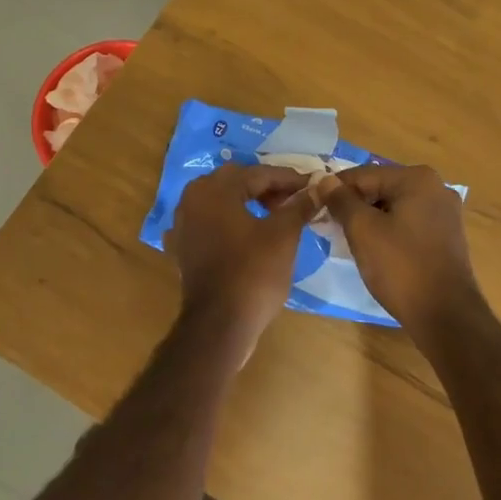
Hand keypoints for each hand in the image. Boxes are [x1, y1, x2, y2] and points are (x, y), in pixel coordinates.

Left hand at [166, 164, 323, 351]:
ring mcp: (182, 225)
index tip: (312, 185)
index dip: (289, 179)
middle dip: (266, 188)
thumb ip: (299, 206)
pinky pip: (207, 224)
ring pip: (219, 202)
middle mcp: (192, 199)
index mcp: (216, 189)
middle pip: (235, 182)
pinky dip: (226, 224)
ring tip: (273, 216)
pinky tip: (240, 234)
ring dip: (246, 203)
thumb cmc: (253, 273)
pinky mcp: (181, 249)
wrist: (219, 326)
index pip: (259, 173)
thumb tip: (319, 187)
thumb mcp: (283, 235)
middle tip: (294, 200)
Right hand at [319, 164, 484, 340]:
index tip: (313, 205)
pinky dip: (388, 230)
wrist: (446, 316)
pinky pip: (408, 223)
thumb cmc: (401, 267)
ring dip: (369, 219)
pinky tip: (373, 249)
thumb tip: (324, 180)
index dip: (335, 189)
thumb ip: (341, 201)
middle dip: (353, 204)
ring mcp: (444, 212)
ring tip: (346, 239)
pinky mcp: (446, 236)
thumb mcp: (363, 231)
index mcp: (417, 178)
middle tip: (328, 225)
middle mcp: (436, 187)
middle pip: (381, 187)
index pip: (363, 174)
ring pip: (394, 206)